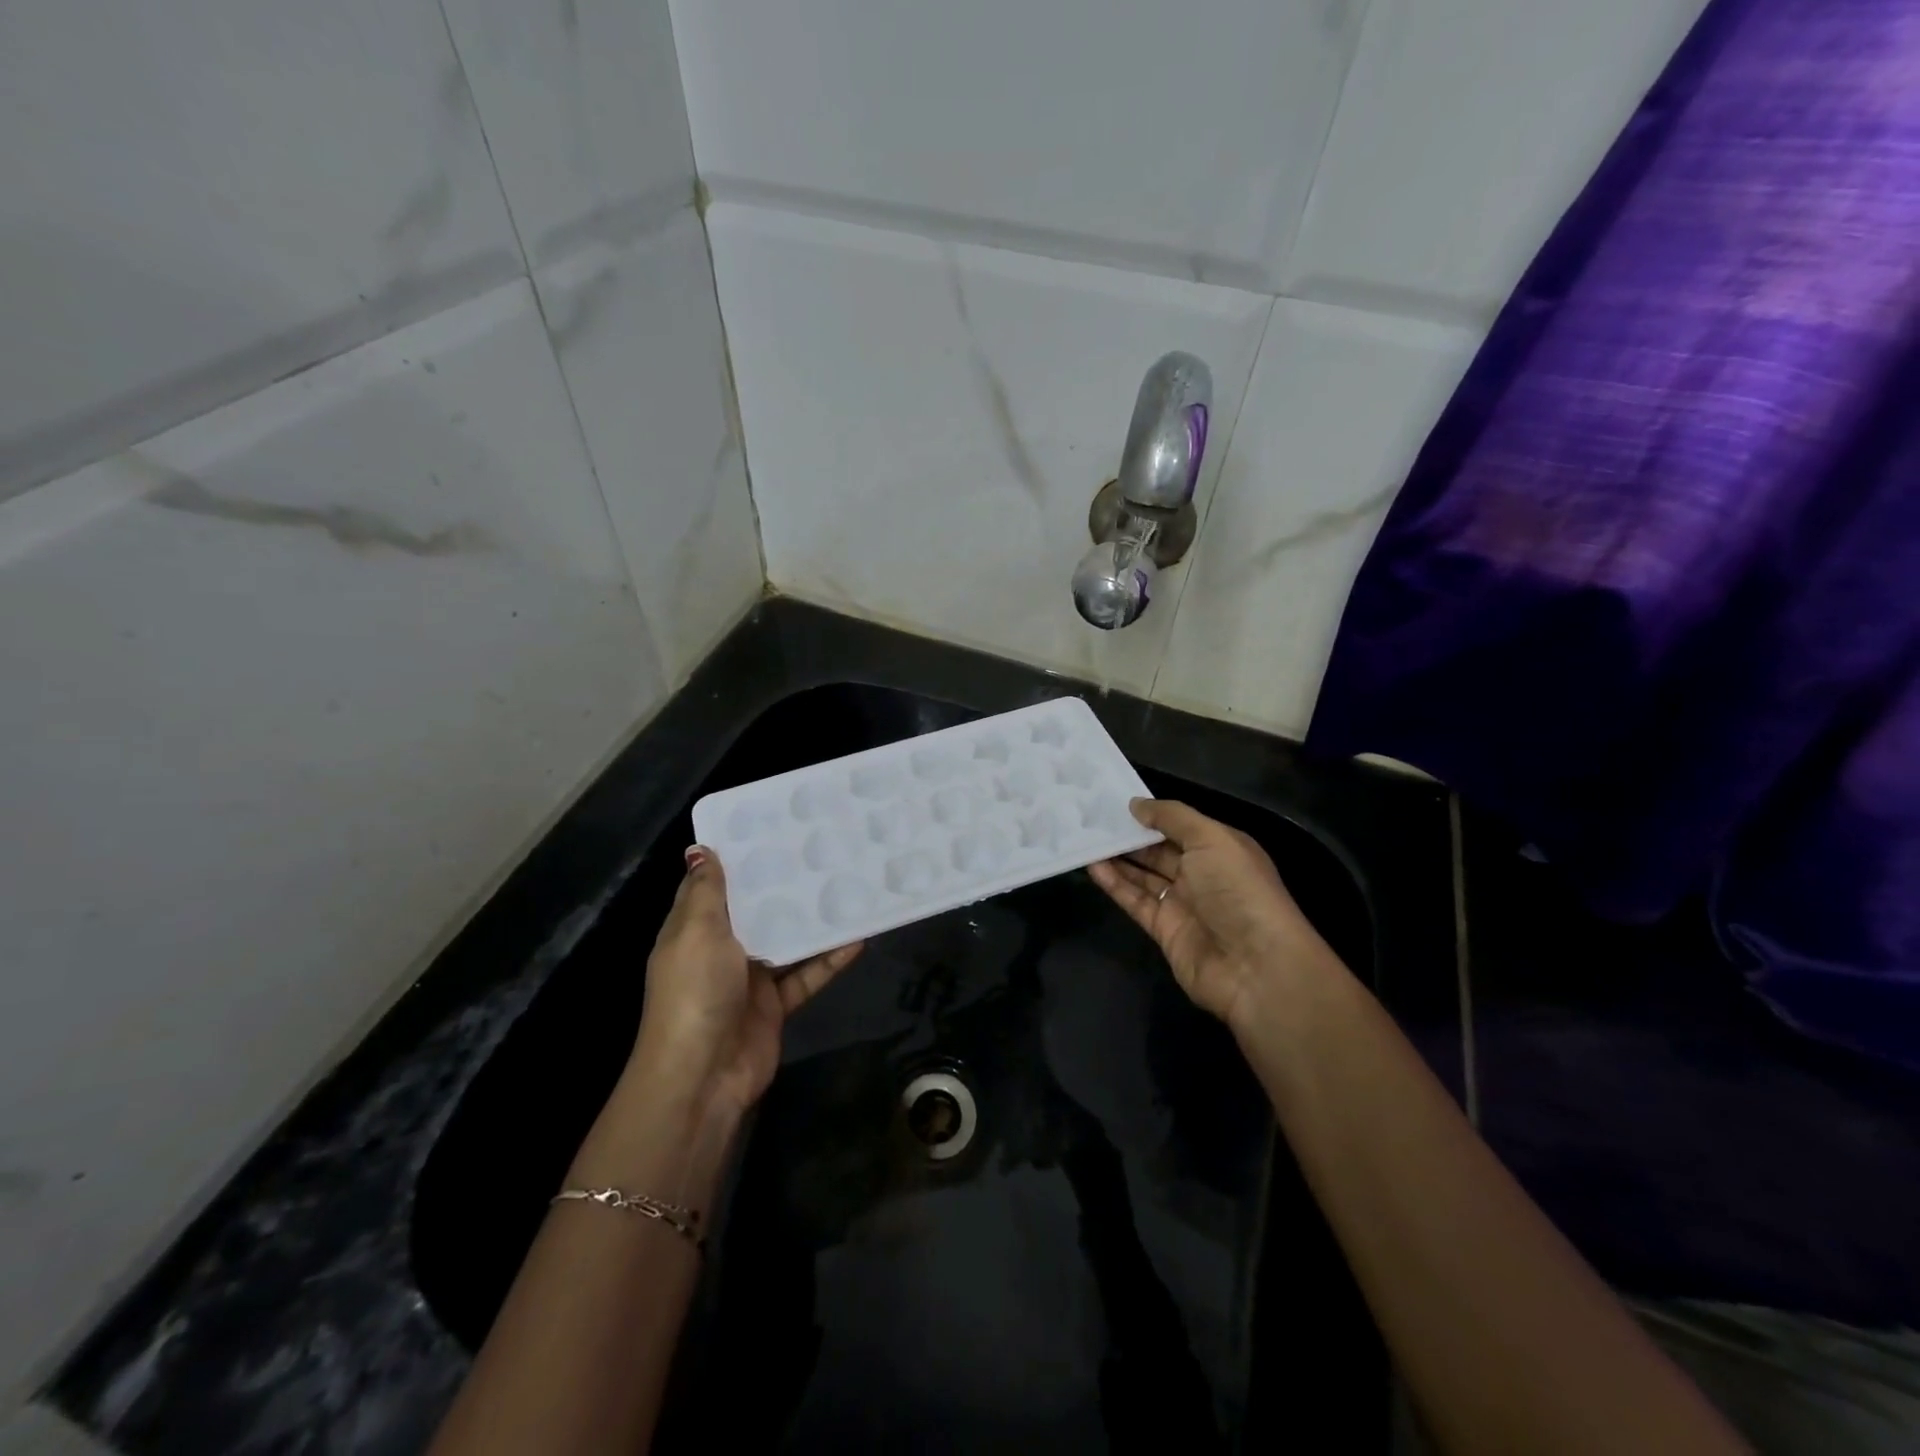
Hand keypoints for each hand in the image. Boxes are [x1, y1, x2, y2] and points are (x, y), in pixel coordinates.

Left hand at [629, 848, 862, 1118]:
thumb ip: (706, 891)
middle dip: (783, 884)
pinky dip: (829, 961)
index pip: (714, 886)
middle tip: (822, 848)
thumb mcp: (697, 932)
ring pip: (786, 941)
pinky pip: (806, 975)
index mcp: (693, 930)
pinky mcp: (775, 1005)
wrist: (702, 1077)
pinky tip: (858, 939)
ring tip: (848, 886)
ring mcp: (749, 979)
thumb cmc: (695, 992)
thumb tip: (700, 848)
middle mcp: (721, 950)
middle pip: (755, 911)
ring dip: (812, 921)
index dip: (738, 857)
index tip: (771, 826)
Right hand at [1088, 799, 1334, 1030]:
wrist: (1256, 967)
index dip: (1150, 813)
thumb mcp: (1211, 839)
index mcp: (1221, 849)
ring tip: (1085, 838)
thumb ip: (1172, 817)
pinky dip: (1115, 884)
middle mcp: (1202, 874)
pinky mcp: (1164, 930)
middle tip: (1091, 817)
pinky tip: (1092, 866)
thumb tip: (1135, 804)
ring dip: (1117, 858)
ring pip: (1144, 875)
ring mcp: (1183, 904)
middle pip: (1159, 850)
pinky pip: (1135, 901)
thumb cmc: (1238, 890)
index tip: (1115, 800)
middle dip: (1129, 835)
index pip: (1180, 825)